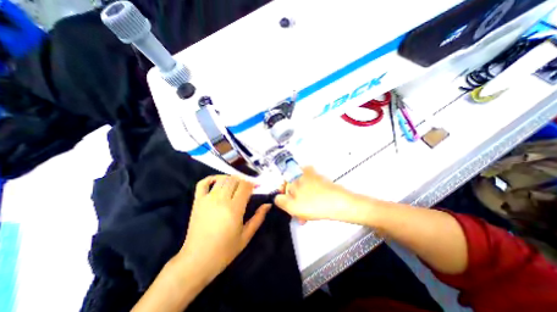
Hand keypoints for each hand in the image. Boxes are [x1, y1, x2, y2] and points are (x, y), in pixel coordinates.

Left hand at [178, 177, 270, 284]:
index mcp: (234, 208)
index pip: (245, 186)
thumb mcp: (246, 236)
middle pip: (235, 180)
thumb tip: (268, 204)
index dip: (253, 184)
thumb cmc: (225, 251)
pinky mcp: (197, 201)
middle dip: (244, 181)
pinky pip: (203, 183)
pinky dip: (212, 178)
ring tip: (237, 185)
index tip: (257, 187)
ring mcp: (207, 199)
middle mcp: (221, 200)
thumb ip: (258, 218)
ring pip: (222, 179)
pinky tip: (218, 181)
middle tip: (248, 187)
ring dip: (232, 179)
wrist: (197, 261)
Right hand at [274, 167, 355, 222]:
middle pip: (294, 188)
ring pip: (304, 192)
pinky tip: (312, 213)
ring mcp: (316, 178)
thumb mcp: (292, 205)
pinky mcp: (324, 185)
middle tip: (295, 213)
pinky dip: (310, 202)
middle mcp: (306, 173)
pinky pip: (312, 193)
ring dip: (302, 204)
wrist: (341, 205)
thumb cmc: (314, 203)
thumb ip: (280, 200)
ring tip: (304, 217)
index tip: (285, 205)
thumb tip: (277, 198)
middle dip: (293, 202)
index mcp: (297, 174)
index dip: (283, 195)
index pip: (284, 183)